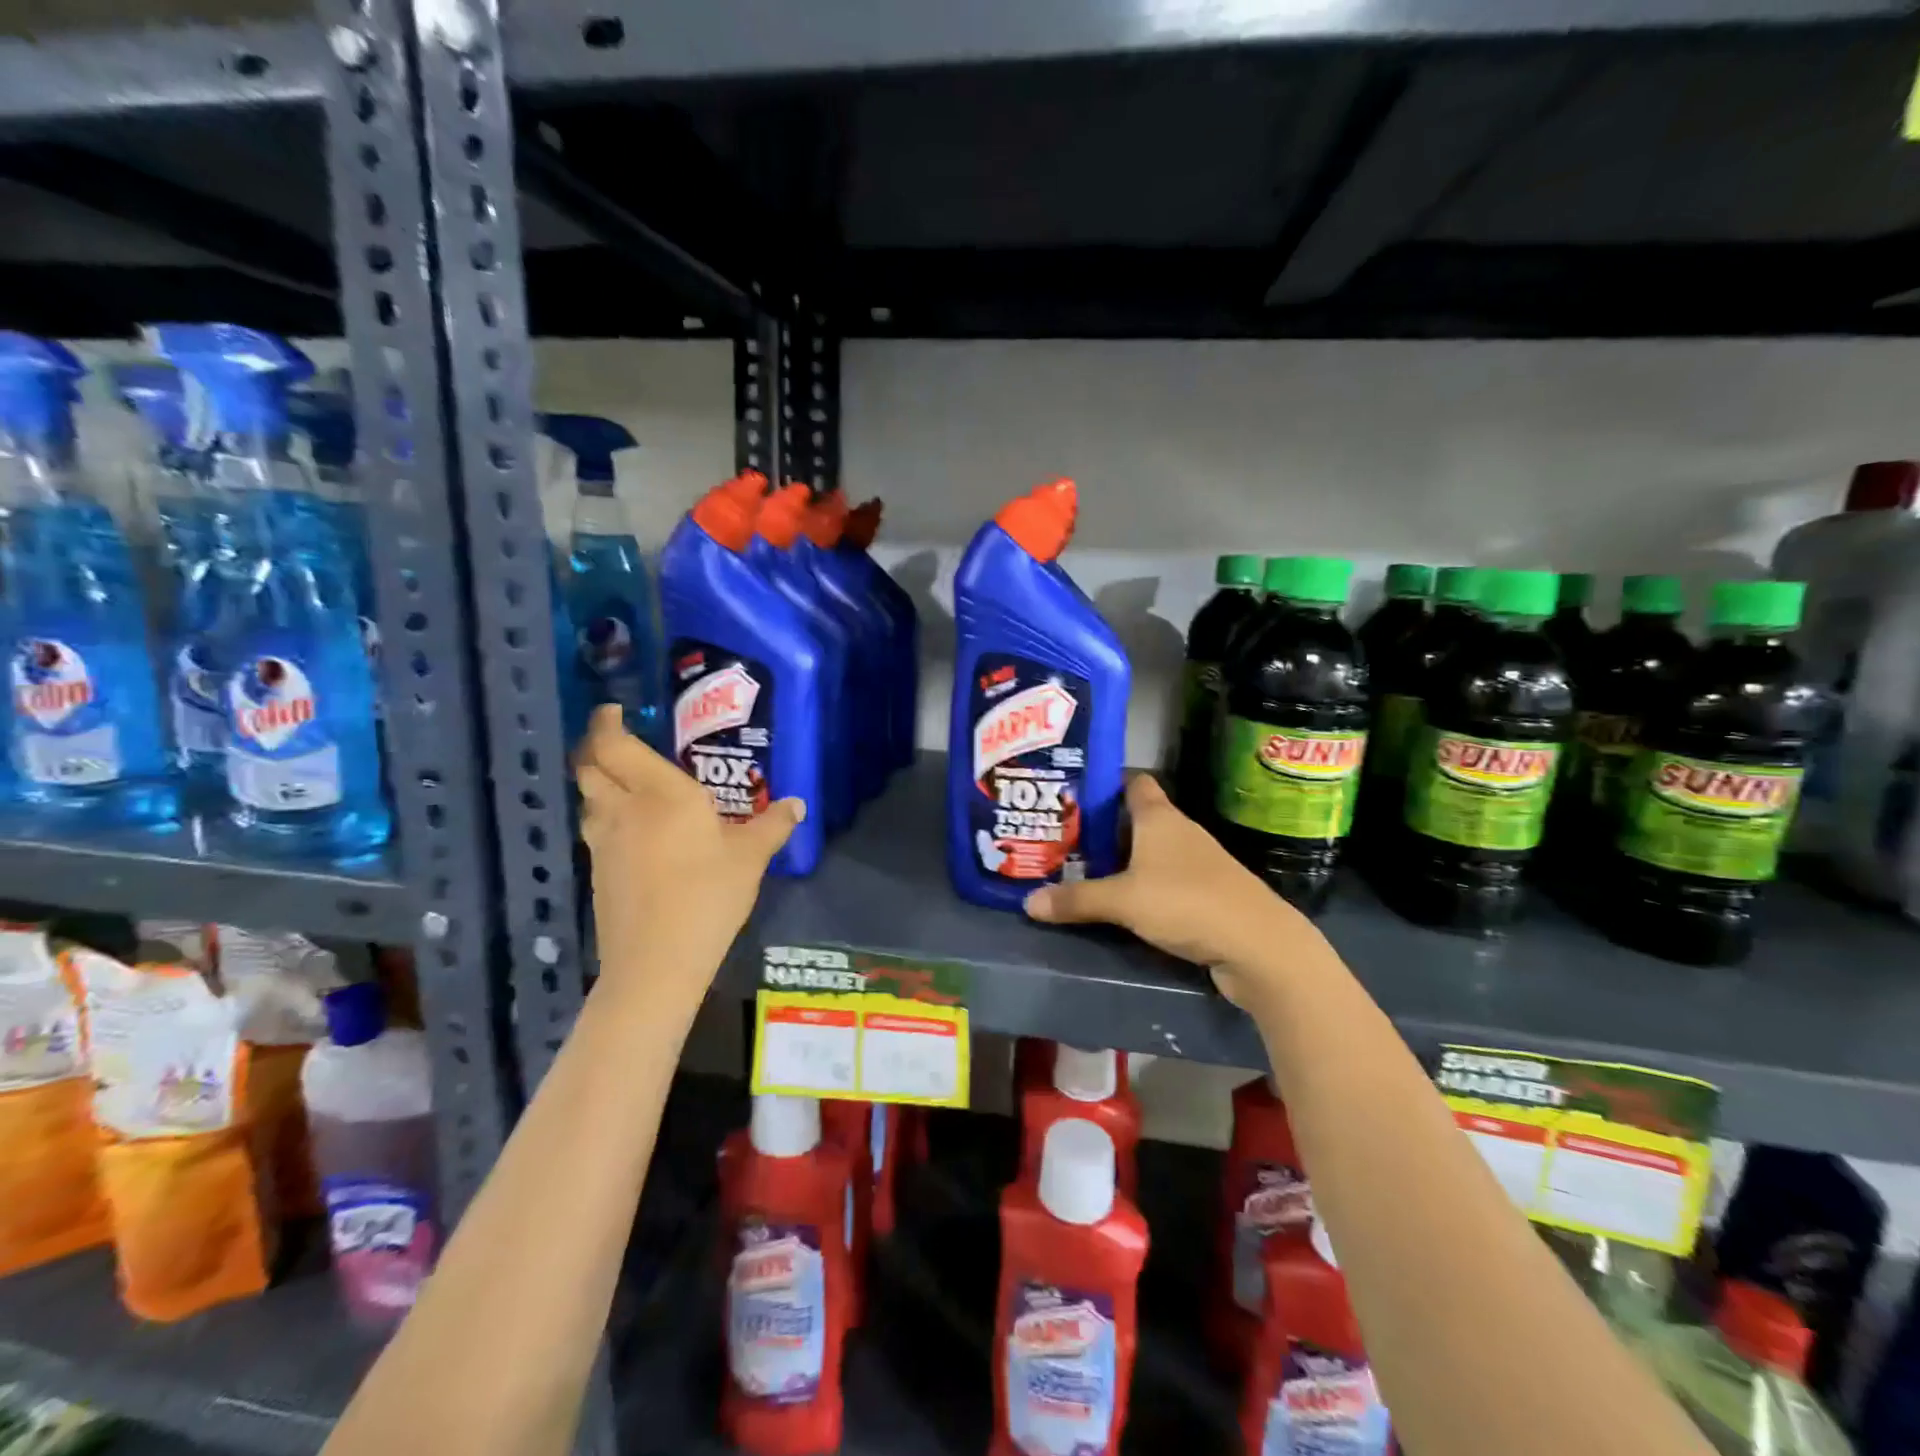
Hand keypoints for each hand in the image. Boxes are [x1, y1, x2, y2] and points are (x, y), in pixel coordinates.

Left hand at [575, 706, 804, 1008]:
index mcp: (663, 794)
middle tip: (619, 742)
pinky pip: (594, 829)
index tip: (614, 710)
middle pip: (590, 767)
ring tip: (623, 783)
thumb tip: (797, 805)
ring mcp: (604, 842)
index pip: (617, 745)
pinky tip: (629, 831)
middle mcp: (625, 809)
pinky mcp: (598, 871)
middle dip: (596, 748)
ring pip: (588, 799)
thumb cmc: (708, 896)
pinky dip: (604, 816)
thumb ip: (773, 825)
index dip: (607, 723)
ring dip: (597, 783)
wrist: (657, 960)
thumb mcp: (751, 858)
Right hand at [1022, 773, 1326, 1010]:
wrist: (1258, 946)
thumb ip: (1076, 900)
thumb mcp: (1123, 901)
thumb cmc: (1186, 902)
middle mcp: (1180, 832)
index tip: (1073, 795)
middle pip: (1136, 819)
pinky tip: (1121, 902)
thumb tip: (1028, 903)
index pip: (1133, 783)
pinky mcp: (1206, 893)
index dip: (1105, 784)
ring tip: (1082, 870)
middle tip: (1063, 839)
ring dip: (1122, 860)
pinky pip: (1164, 879)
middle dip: (1102, 827)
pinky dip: (1143, 885)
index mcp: (1160, 818)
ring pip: (1150, 851)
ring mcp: (1197, 863)